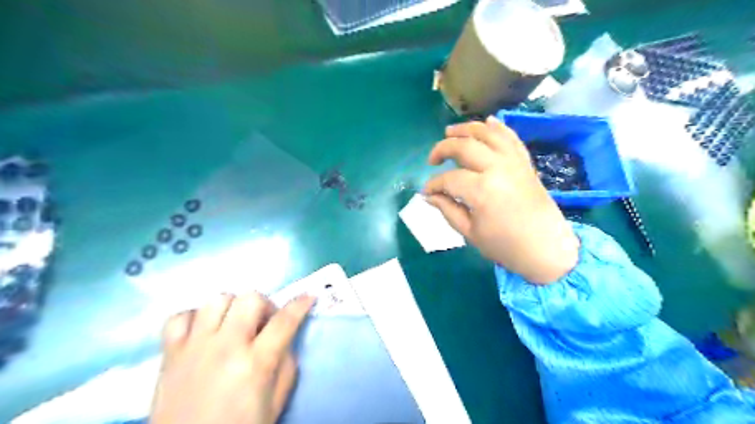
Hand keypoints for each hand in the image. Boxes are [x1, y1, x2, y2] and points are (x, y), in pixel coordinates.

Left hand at [149, 293, 314, 421]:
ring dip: (232, 308)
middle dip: (264, 305)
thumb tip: (287, 337)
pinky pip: (179, 317)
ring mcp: (194, 347)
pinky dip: (194, 318)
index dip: (301, 304)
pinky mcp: (170, 354)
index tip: (309, 296)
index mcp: (255, 363)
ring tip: (234, 326)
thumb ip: (286, 364)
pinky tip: (203, 332)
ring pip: (217, 300)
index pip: (284, 321)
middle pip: (250, 299)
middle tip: (264, 324)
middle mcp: (225, 347)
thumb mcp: (277, 401)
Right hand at [424, 116, 579, 285]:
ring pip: (487, 133)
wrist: (546, 249)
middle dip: (443, 148)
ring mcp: (514, 162)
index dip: (433, 184)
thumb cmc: (505, 246)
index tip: (427, 192)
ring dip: (466, 129)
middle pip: (465, 146)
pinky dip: (498, 127)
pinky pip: (511, 137)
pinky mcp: (525, 163)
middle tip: (433, 159)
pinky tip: (487, 122)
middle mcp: (498, 168)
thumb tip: (429, 196)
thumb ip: (447, 209)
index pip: (449, 179)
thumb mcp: (470, 233)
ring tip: (450, 132)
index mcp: (482, 190)